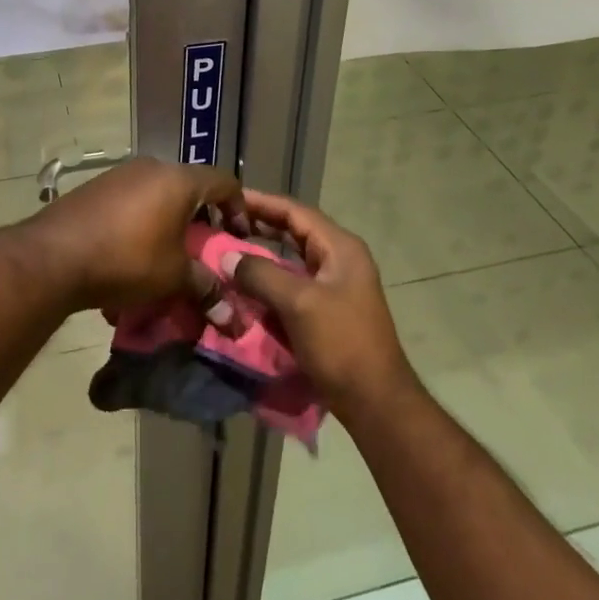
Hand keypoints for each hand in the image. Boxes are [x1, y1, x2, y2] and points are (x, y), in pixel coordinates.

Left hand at [19, 157, 246, 314]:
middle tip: (204, 248)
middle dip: (200, 218)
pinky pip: (130, 201)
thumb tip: (232, 316)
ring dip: (168, 222)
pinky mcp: (94, 188)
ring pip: (157, 194)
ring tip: (166, 256)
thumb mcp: (173, 278)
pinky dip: (140, 223)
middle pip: (189, 187)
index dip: (238, 207)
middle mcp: (151, 167)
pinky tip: (130, 256)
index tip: (239, 236)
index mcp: (178, 180)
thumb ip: (205, 289)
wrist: (53, 256)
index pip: (224, 181)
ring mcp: (119, 175)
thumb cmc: (126, 259)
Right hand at [219, 190, 417, 421]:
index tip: (228, 198)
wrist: (375, 401)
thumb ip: (261, 274)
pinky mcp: (327, 309)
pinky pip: (293, 283)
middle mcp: (340, 259)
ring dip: (262, 253)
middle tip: (223, 221)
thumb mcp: (299, 303)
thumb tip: (227, 257)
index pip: (295, 211)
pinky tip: (246, 284)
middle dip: (260, 225)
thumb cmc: (341, 343)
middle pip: (294, 231)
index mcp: (340, 247)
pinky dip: (270, 280)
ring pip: (292, 259)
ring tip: (229, 247)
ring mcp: (335, 285)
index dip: (261, 202)